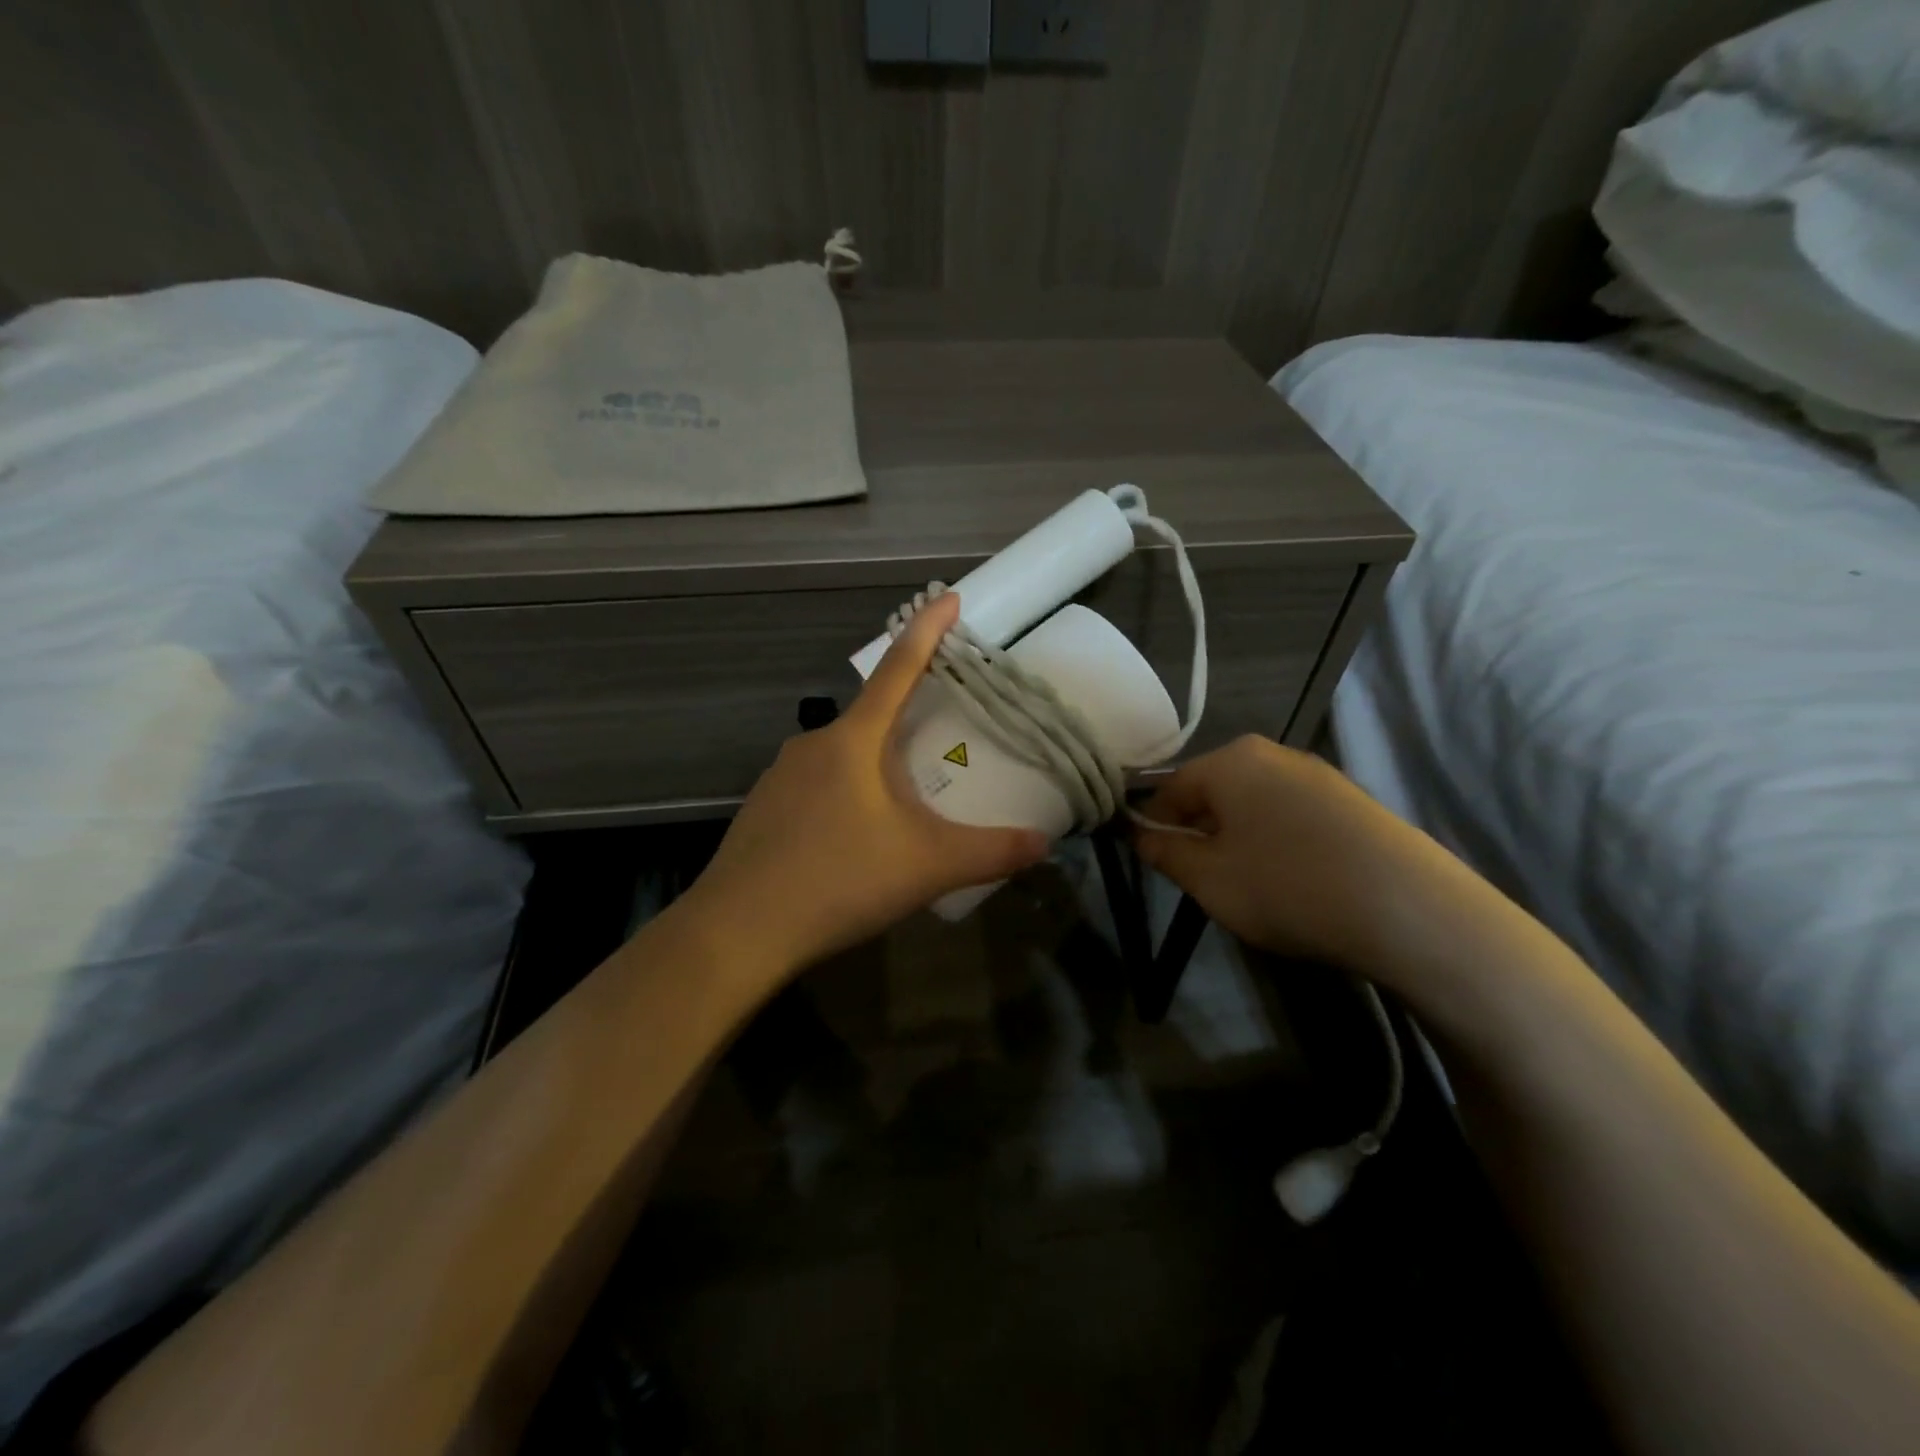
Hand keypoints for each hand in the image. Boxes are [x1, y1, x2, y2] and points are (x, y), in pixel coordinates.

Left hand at [680, 592, 1048, 978]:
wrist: (739, 930)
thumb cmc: (839, 880)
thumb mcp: (929, 866)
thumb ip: (992, 852)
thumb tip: (1043, 843)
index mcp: (855, 740)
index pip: (898, 669)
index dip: (927, 630)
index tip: (948, 597)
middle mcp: (814, 743)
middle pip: (872, 716)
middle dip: (909, 721)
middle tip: (943, 743)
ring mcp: (781, 774)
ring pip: (843, 756)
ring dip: (876, 766)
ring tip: (904, 807)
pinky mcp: (764, 807)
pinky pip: (817, 785)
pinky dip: (846, 795)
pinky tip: (854, 839)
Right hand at [1133, 735, 1431, 968]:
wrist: (1409, 908)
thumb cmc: (1286, 886)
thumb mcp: (1208, 879)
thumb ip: (1165, 854)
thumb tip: (1141, 837)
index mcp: (1230, 761)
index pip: (1170, 787)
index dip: (1154, 825)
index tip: (1155, 863)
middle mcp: (1272, 753)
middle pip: (1214, 789)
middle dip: (1199, 830)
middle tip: (1201, 877)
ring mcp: (1318, 773)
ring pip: (1254, 801)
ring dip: (1238, 835)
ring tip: (1249, 881)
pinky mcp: (1352, 799)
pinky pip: (1292, 812)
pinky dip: (1277, 838)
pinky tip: (1292, 876)